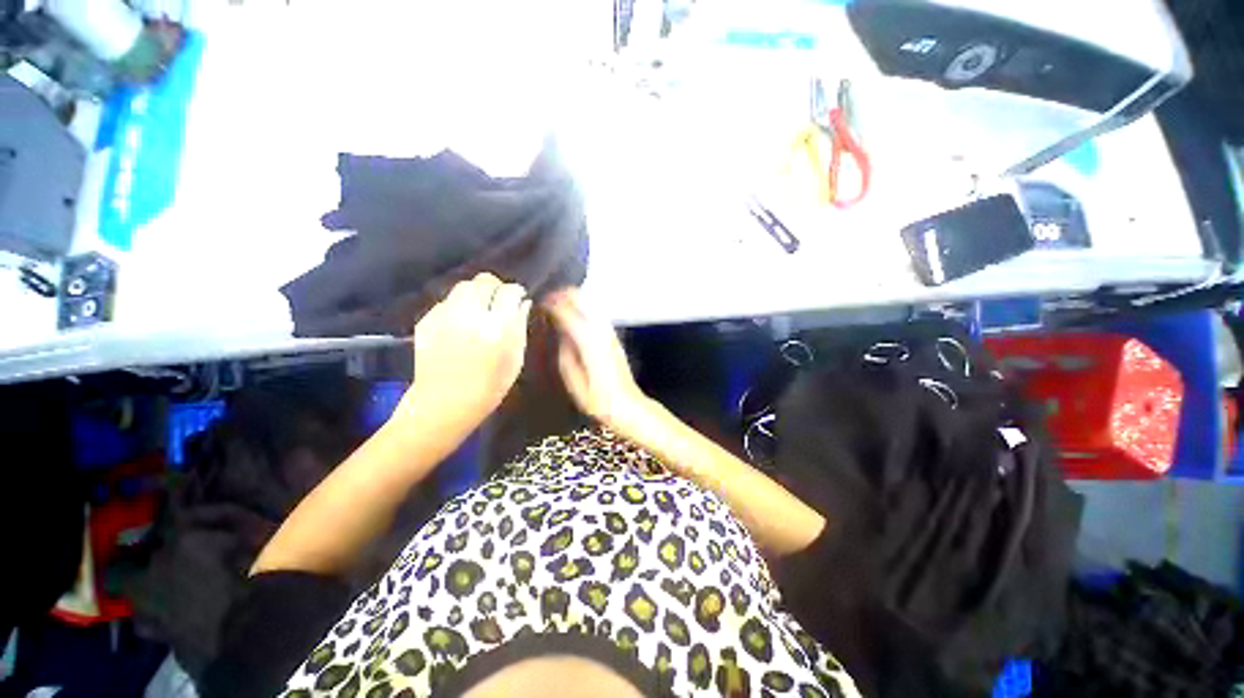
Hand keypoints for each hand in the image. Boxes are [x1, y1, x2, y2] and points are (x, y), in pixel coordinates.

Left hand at [398, 273, 530, 435]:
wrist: (444, 404)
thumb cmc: (490, 386)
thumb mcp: (515, 359)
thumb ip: (520, 327)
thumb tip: (523, 304)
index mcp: (497, 327)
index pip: (509, 291)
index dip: (516, 292)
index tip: (518, 298)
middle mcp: (470, 315)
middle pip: (484, 281)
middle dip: (495, 287)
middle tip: (499, 300)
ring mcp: (444, 316)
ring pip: (463, 287)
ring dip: (476, 293)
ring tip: (480, 309)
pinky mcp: (426, 321)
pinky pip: (447, 301)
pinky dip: (458, 306)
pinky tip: (461, 323)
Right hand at [545, 288, 650, 433]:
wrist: (626, 405)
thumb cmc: (595, 397)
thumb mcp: (571, 376)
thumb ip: (564, 349)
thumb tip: (559, 330)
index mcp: (586, 338)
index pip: (565, 310)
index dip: (550, 302)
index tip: (537, 302)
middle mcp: (599, 328)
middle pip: (580, 298)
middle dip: (562, 295)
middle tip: (546, 300)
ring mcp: (609, 331)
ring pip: (589, 302)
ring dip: (573, 300)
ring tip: (557, 306)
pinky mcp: (613, 336)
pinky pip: (595, 313)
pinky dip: (582, 309)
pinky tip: (574, 317)